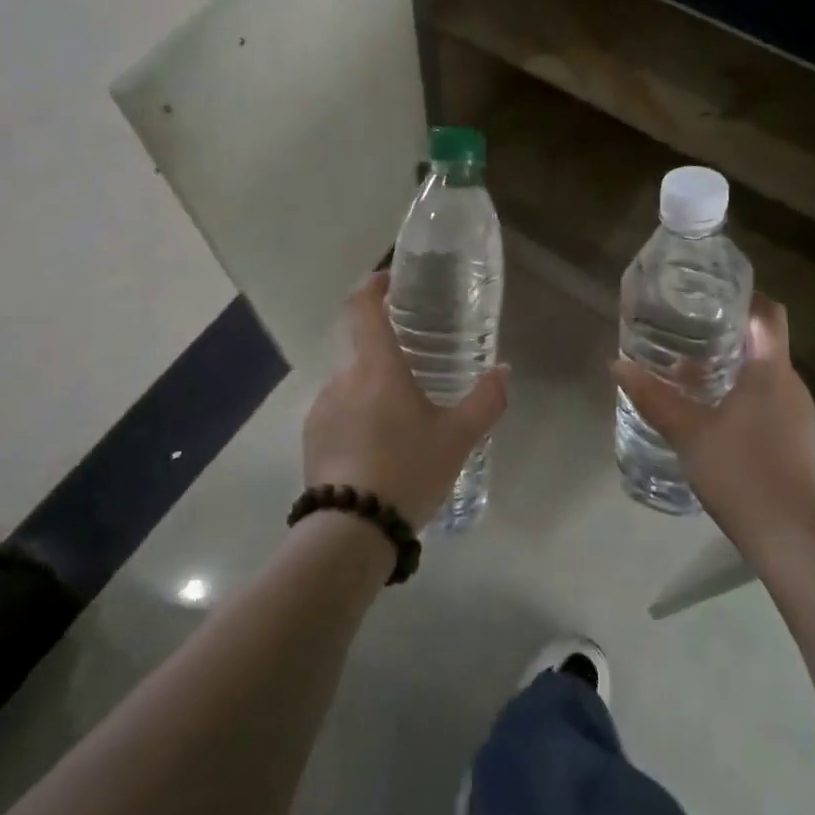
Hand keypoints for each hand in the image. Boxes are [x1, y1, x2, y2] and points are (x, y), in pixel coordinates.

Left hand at [302, 272, 508, 530]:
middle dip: (389, 355)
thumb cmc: (407, 470)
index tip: (391, 282)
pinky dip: (359, 420)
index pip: (363, 307)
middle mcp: (343, 379)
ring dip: (374, 393)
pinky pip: (339, 415)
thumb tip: (502, 370)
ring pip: (353, 386)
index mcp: (376, 367)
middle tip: (419, 373)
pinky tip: (379, 452)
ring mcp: (322, 409)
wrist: (351, 532)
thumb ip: (485, 401)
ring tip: (403, 423)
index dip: (374, 286)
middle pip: (364, 350)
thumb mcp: (458, 438)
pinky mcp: (311, 439)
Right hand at [613, 294, 814, 546]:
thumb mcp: (687, 431)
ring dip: (732, 368)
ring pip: (765, 375)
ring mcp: (798, 414)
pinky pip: (769, 401)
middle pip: (764, 343)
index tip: (713, 294)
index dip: (746, 296)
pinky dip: (742, 395)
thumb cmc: (740, 470)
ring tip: (690, 374)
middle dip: (728, 334)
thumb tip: (617, 365)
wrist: (789, 536)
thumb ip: (653, 396)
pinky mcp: (797, 440)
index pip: (769, 313)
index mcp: (771, 370)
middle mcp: (790, 384)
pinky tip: (712, 414)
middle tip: (687, 331)